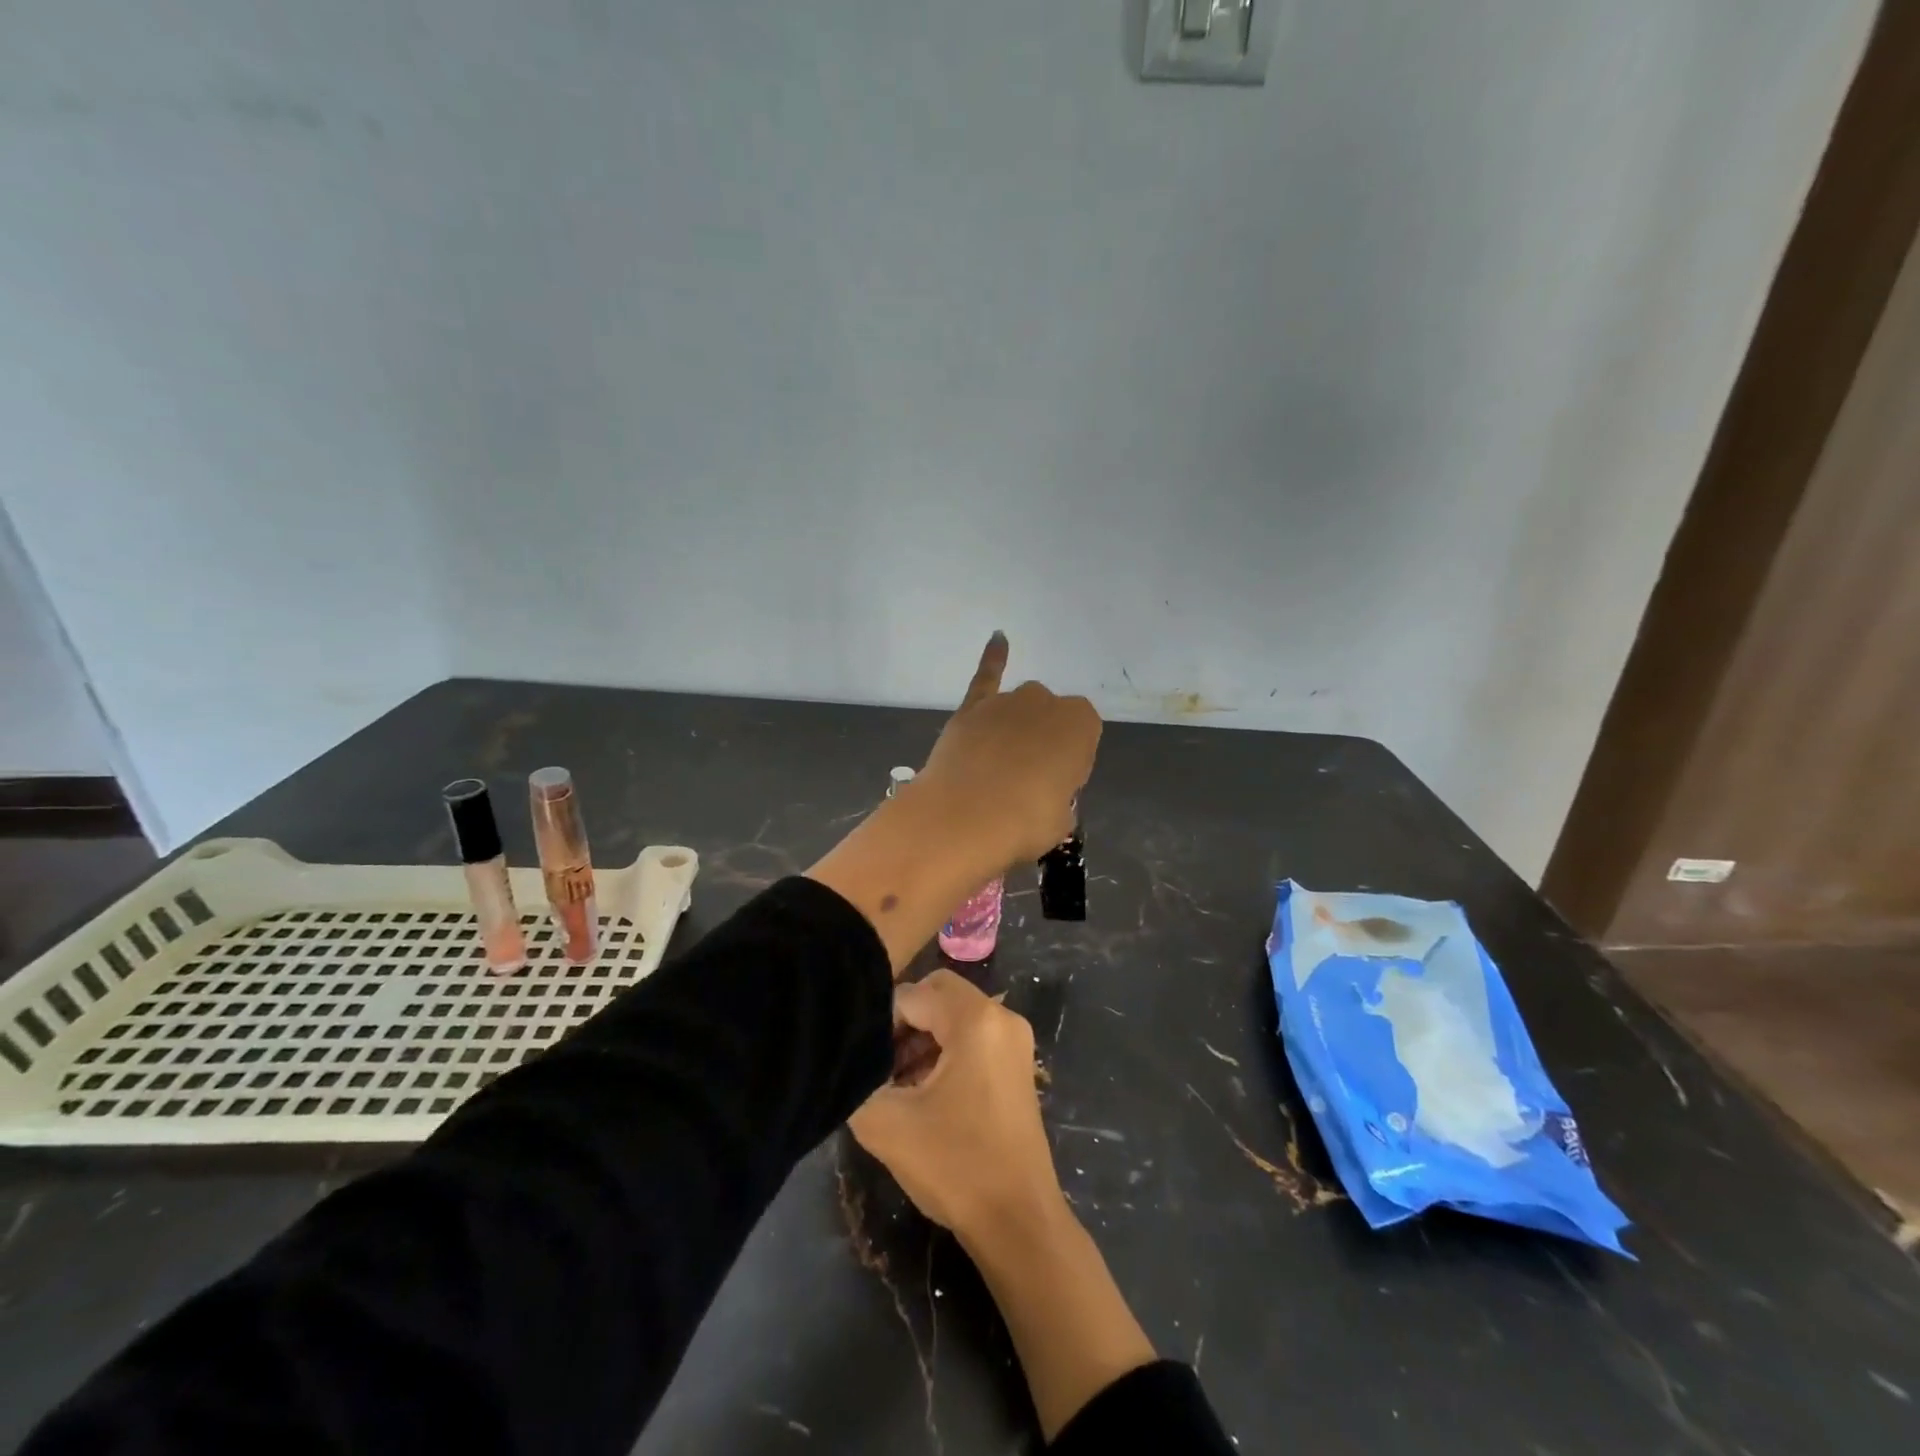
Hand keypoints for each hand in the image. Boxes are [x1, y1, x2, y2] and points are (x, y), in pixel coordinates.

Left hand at [806, 633, 1100, 974]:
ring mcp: (1006, 700)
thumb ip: (1059, 797)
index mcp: (1082, 724)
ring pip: (1018, 709)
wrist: (966, 816)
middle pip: (1049, 720)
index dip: (1068, 764)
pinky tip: (998, 638)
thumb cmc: (1026, 822)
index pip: (1083, 739)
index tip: (1054, 787)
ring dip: (1015, 729)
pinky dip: (993, 657)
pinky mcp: (972, 706)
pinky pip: (986, 675)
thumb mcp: (1062, 818)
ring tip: (998, 765)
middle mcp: (1046, 701)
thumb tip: (1043, 794)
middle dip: (1041, 743)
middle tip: (1026, 782)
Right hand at [852, 971, 1159, 1441]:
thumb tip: (848, 1061)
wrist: (1019, 1222)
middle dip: (902, 1024)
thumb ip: (858, 1080)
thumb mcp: (887, 1124)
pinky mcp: (1017, 1064)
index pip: (911, 994)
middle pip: (937, 995)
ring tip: (897, 1086)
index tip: (866, 1065)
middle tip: (880, 1068)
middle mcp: (1001, 1016)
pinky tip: (923, 1094)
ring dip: (921, 1040)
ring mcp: (1015, 1040)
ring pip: (954, 1016)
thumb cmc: (956, 1166)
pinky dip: (944, 1053)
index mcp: (976, 1018)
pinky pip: (972, 1037)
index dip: (880, 1024)